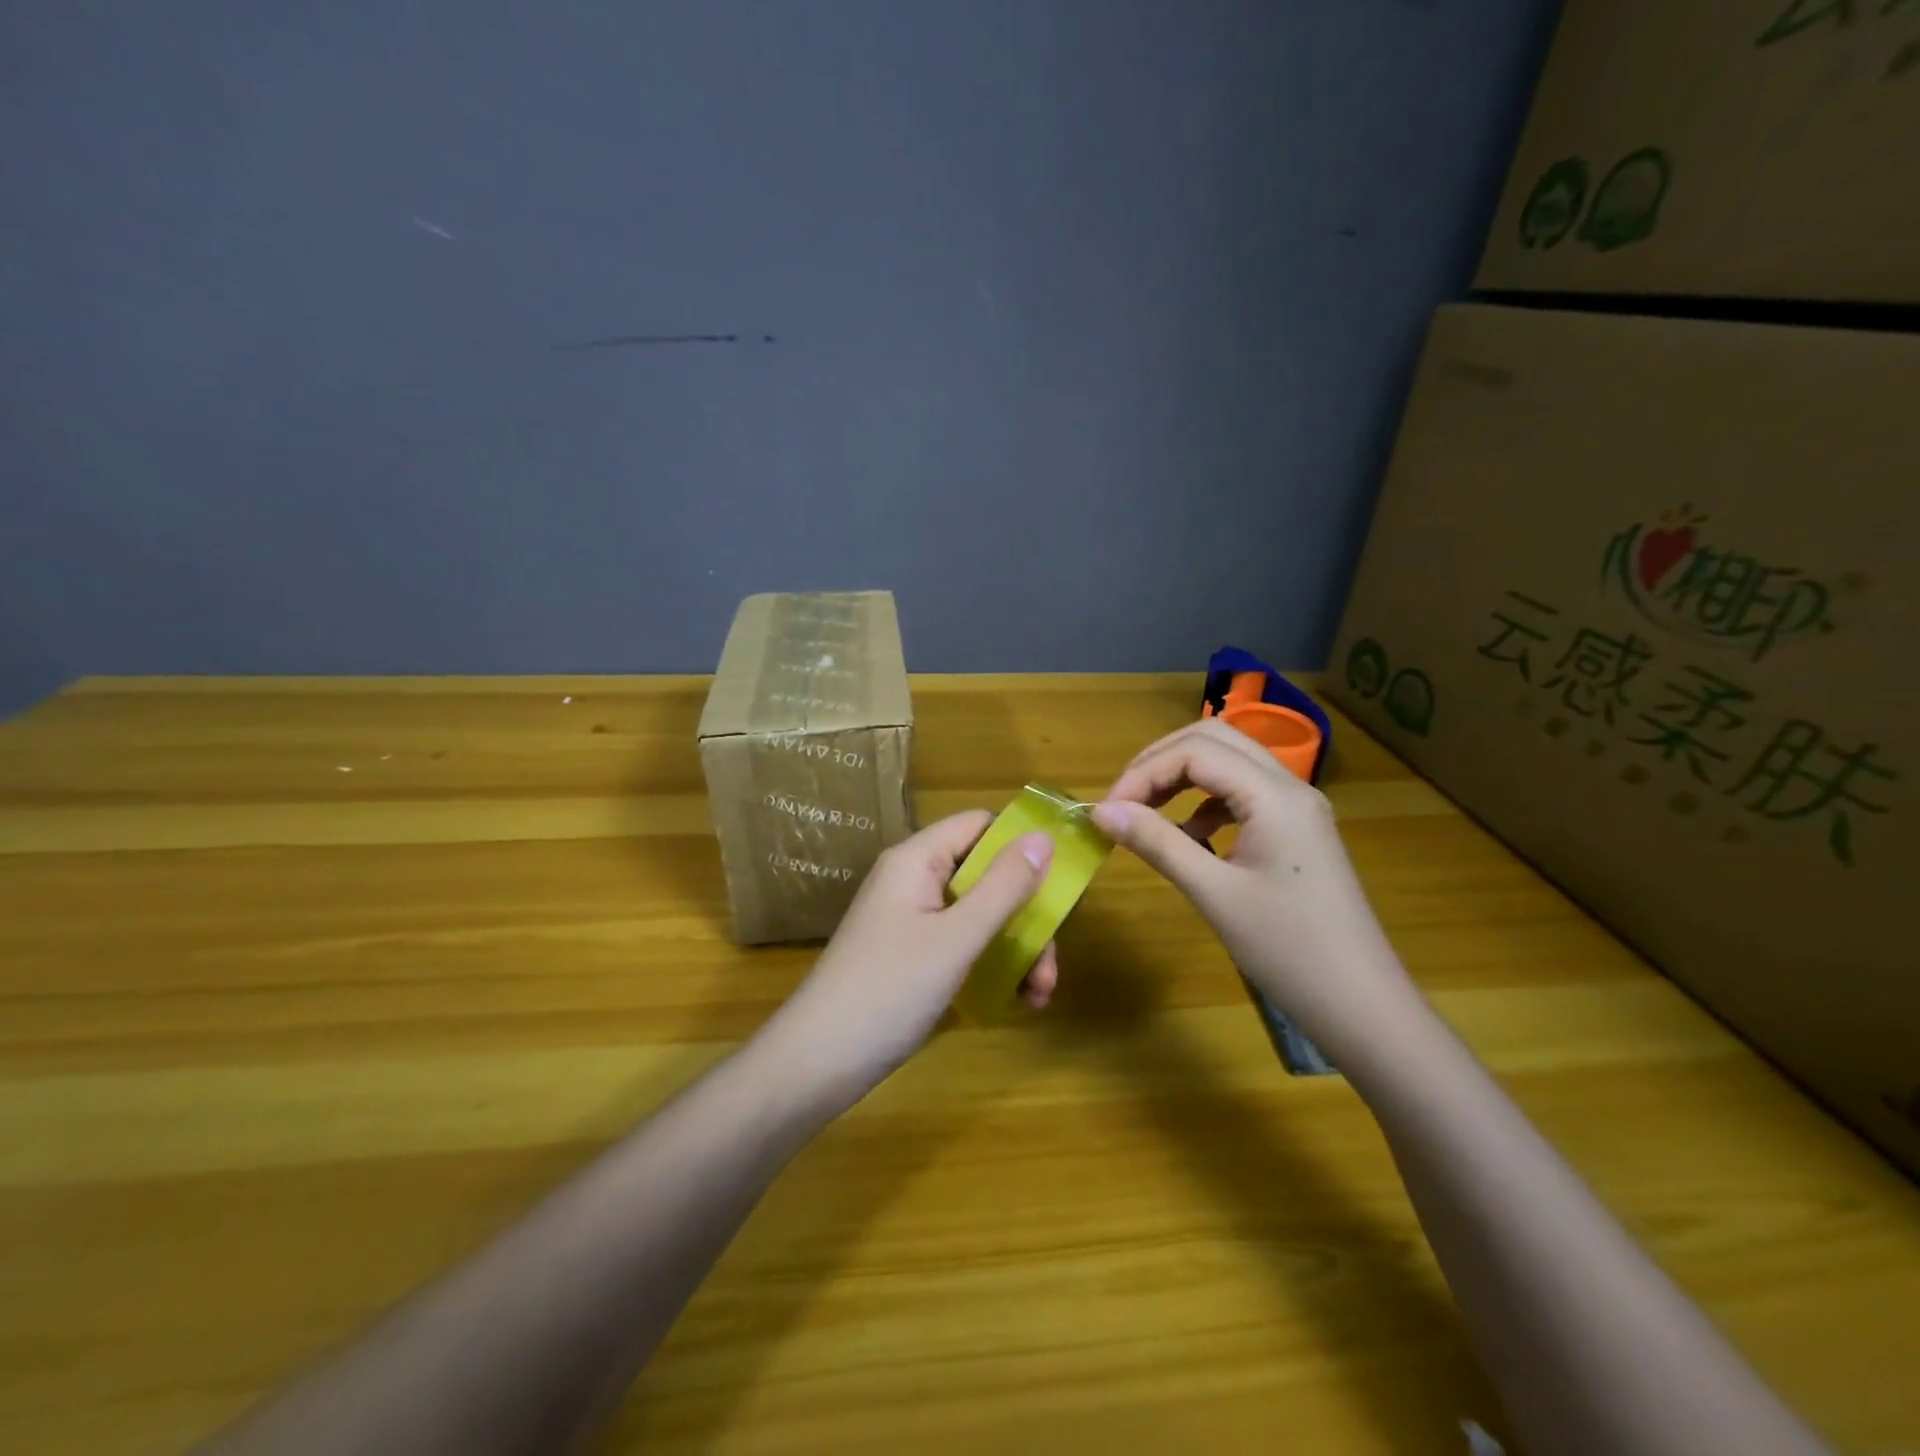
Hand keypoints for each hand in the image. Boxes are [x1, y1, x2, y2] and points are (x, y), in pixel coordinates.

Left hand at [766, 811, 1058, 1095]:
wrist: (817, 1063)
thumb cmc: (888, 990)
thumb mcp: (956, 938)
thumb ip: (1003, 887)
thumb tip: (1045, 837)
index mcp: (917, 860)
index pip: (980, 825)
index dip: (1022, 844)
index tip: (1063, 881)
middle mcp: (915, 881)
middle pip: (987, 875)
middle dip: (1027, 914)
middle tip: (1051, 963)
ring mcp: (913, 920)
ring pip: (980, 915)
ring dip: (1017, 948)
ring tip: (1040, 995)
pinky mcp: (913, 956)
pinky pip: (964, 944)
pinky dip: (993, 965)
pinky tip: (1017, 1001)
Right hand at [1090, 720, 1419, 1059]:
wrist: (1364, 1006)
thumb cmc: (1288, 951)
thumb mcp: (1214, 894)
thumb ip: (1157, 843)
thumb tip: (1102, 812)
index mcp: (1274, 796)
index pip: (1195, 752)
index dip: (1143, 773)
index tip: (1107, 811)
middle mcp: (1290, 787)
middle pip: (1214, 738)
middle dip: (1160, 760)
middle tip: (1124, 798)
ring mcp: (1298, 808)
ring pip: (1230, 762)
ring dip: (1183, 775)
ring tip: (1147, 813)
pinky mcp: (1297, 831)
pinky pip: (1243, 793)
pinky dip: (1206, 801)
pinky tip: (1190, 837)